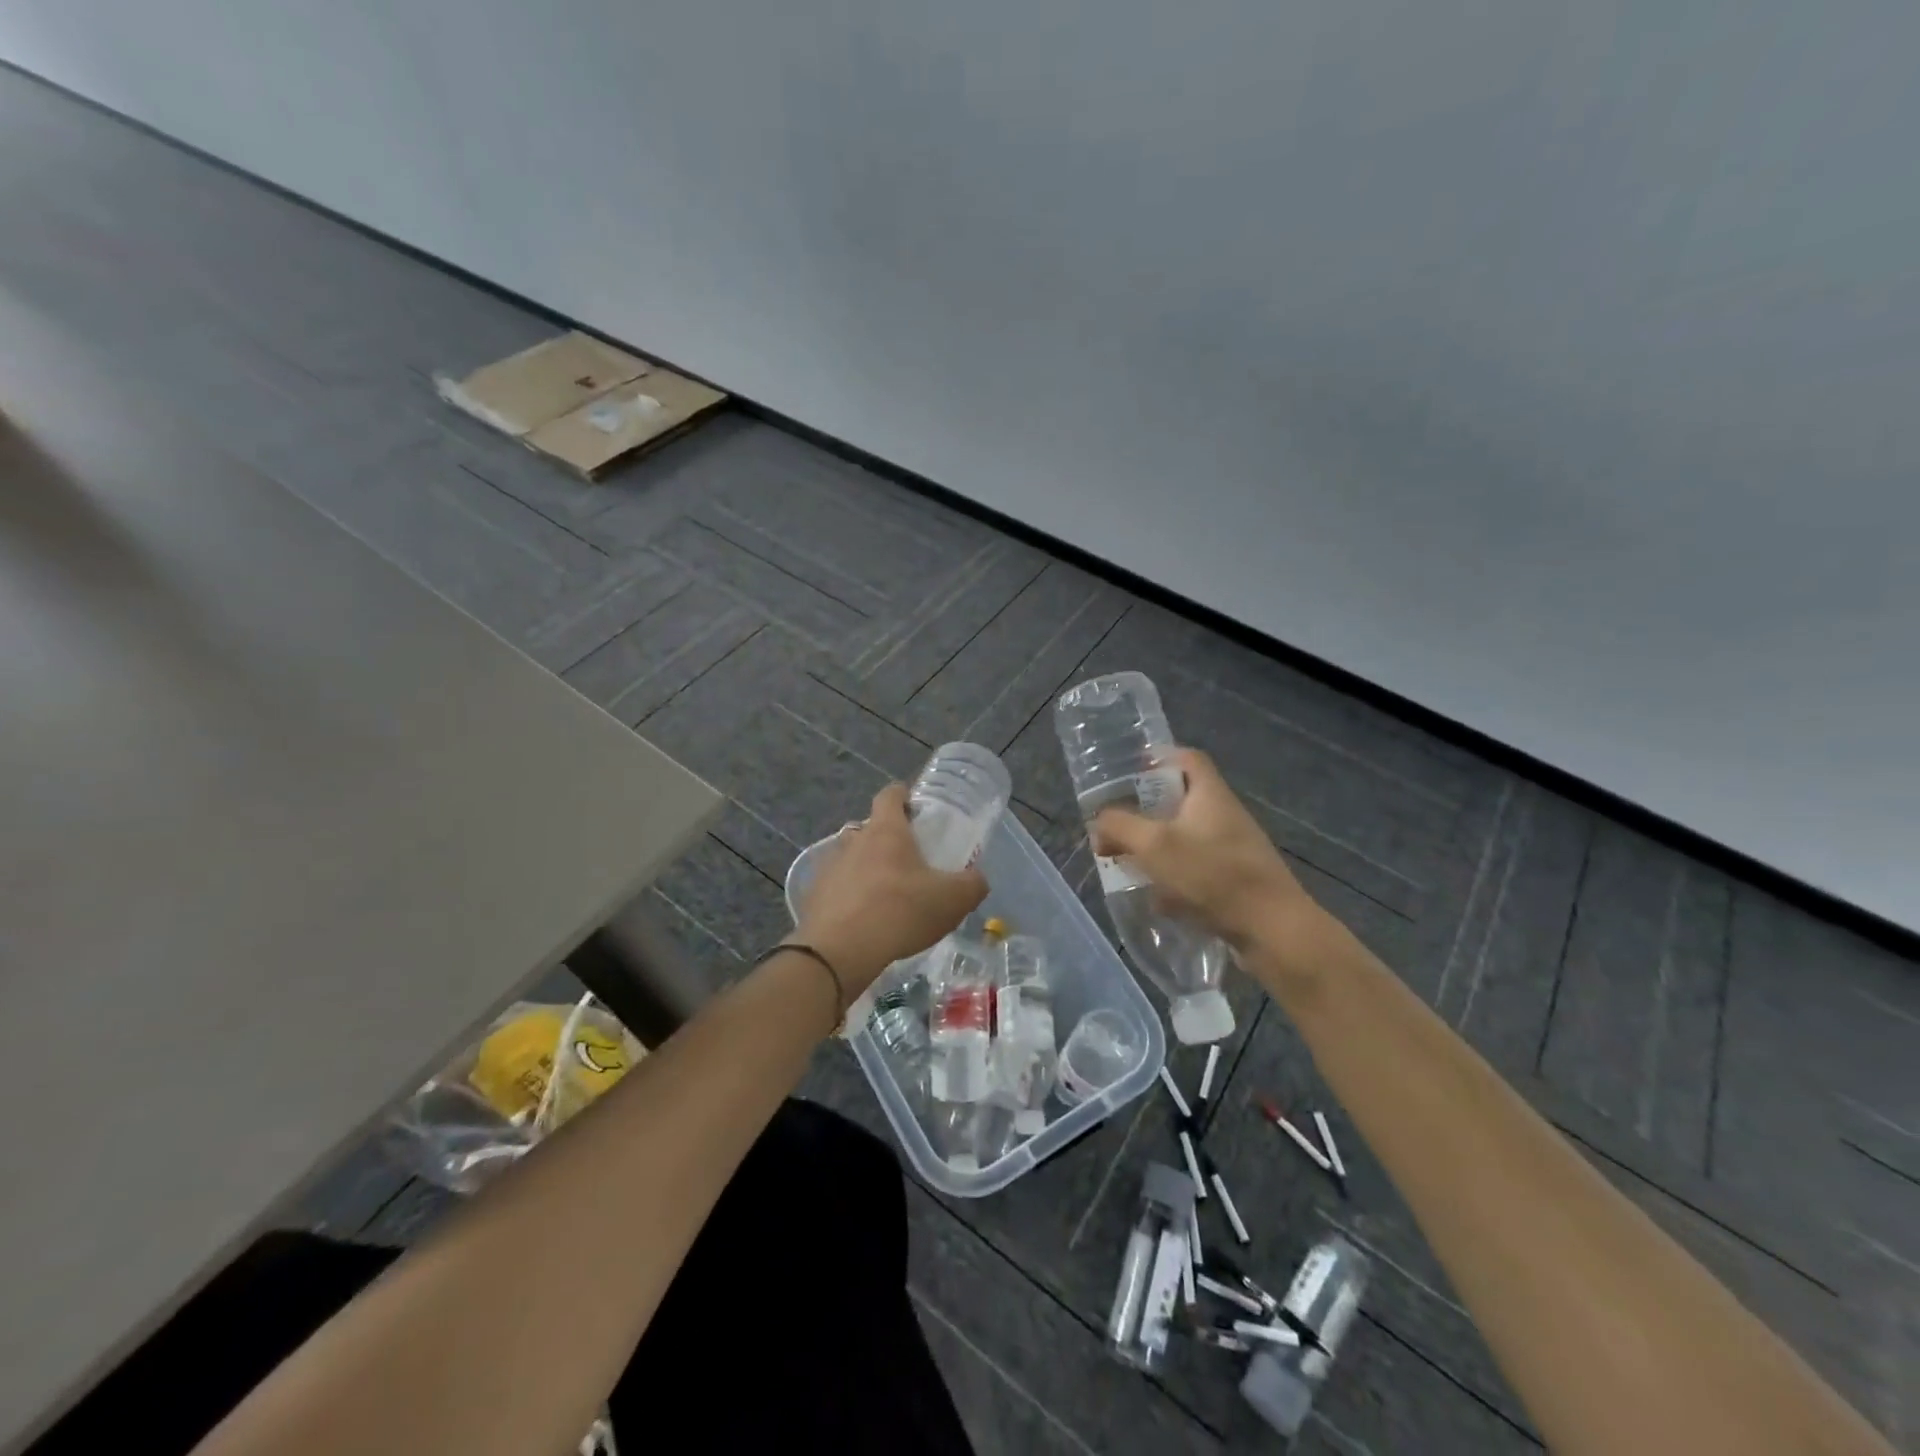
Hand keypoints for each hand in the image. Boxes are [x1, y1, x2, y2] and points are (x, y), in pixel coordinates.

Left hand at [794, 783, 987, 996]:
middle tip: (907, 861)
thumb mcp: (952, 899)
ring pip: (850, 857)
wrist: (839, 951)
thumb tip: (976, 879)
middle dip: (887, 838)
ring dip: (865, 868)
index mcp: (886, 830)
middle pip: (870, 828)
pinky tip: (861, 919)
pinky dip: (848, 896)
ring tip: (884, 894)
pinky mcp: (813, 895)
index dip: (903, 795)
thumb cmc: (900, 912)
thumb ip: (972, 885)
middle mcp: (854, 840)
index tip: (914, 806)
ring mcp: (829, 867)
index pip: (890, 795)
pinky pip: (835, 887)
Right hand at [1091, 749, 1323, 957]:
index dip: (1159, 757)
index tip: (1130, 771)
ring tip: (1129, 863)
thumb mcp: (1154, 845)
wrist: (1271, 929)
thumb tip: (1099, 821)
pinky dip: (1174, 879)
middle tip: (1118, 825)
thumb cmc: (1213, 874)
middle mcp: (1225, 816)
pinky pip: (1197, 871)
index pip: (1188, 758)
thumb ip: (1120, 827)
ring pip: (1186, 838)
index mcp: (1210, 795)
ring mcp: (1234, 850)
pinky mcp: (1236, 881)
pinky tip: (1158, 900)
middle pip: (1182, 800)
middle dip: (1146, 812)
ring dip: (1157, 849)